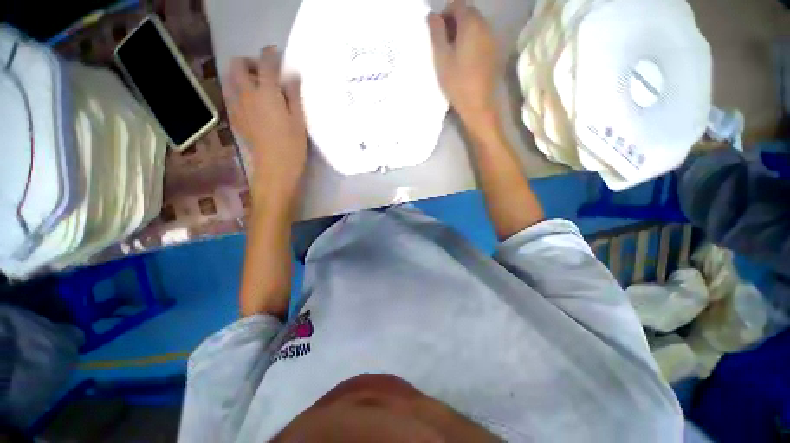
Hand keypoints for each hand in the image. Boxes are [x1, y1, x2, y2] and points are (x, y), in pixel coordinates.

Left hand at [227, 46, 307, 210]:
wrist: (275, 170)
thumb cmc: (292, 147)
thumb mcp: (299, 121)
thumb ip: (294, 95)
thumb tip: (291, 76)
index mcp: (267, 93)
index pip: (265, 63)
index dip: (271, 55)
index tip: (277, 54)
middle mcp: (247, 95)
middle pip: (238, 65)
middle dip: (250, 62)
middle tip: (265, 73)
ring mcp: (238, 107)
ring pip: (231, 79)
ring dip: (242, 76)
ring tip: (259, 87)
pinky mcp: (235, 119)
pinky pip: (231, 96)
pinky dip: (240, 92)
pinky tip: (253, 104)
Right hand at [428, 0, 498, 129]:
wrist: (478, 105)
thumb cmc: (457, 82)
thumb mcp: (441, 58)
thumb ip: (436, 33)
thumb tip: (433, 15)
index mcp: (471, 24)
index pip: (457, 5)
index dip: (444, 14)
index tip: (437, 32)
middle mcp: (485, 26)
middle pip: (468, 13)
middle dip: (454, 22)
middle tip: (443, 43)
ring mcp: (493, 39)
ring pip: (476, 26)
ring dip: (463, 32)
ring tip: (453, 53)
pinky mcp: (495, 52)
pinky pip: (482, 38)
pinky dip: (472, 41)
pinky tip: (465, 60)